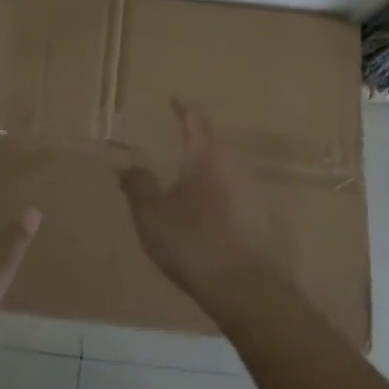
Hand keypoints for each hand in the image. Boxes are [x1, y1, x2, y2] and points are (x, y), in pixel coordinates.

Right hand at [119, 101, 288, 311]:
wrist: (245, 288)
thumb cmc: (193, 241)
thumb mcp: (151, 214)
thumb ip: (138, 184)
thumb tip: (126, 163)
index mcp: (208, 155)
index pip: (195, 119)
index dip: (183, 108)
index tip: (174, 100)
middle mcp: (234, 165)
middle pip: (214, 144)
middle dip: (195, 142)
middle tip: (175, 143)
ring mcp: (253, 192)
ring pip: (225, 171)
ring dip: (206, 172)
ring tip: (186, 182)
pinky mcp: (262, 219)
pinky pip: (234, 196)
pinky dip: (217, 196)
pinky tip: (205, 215)